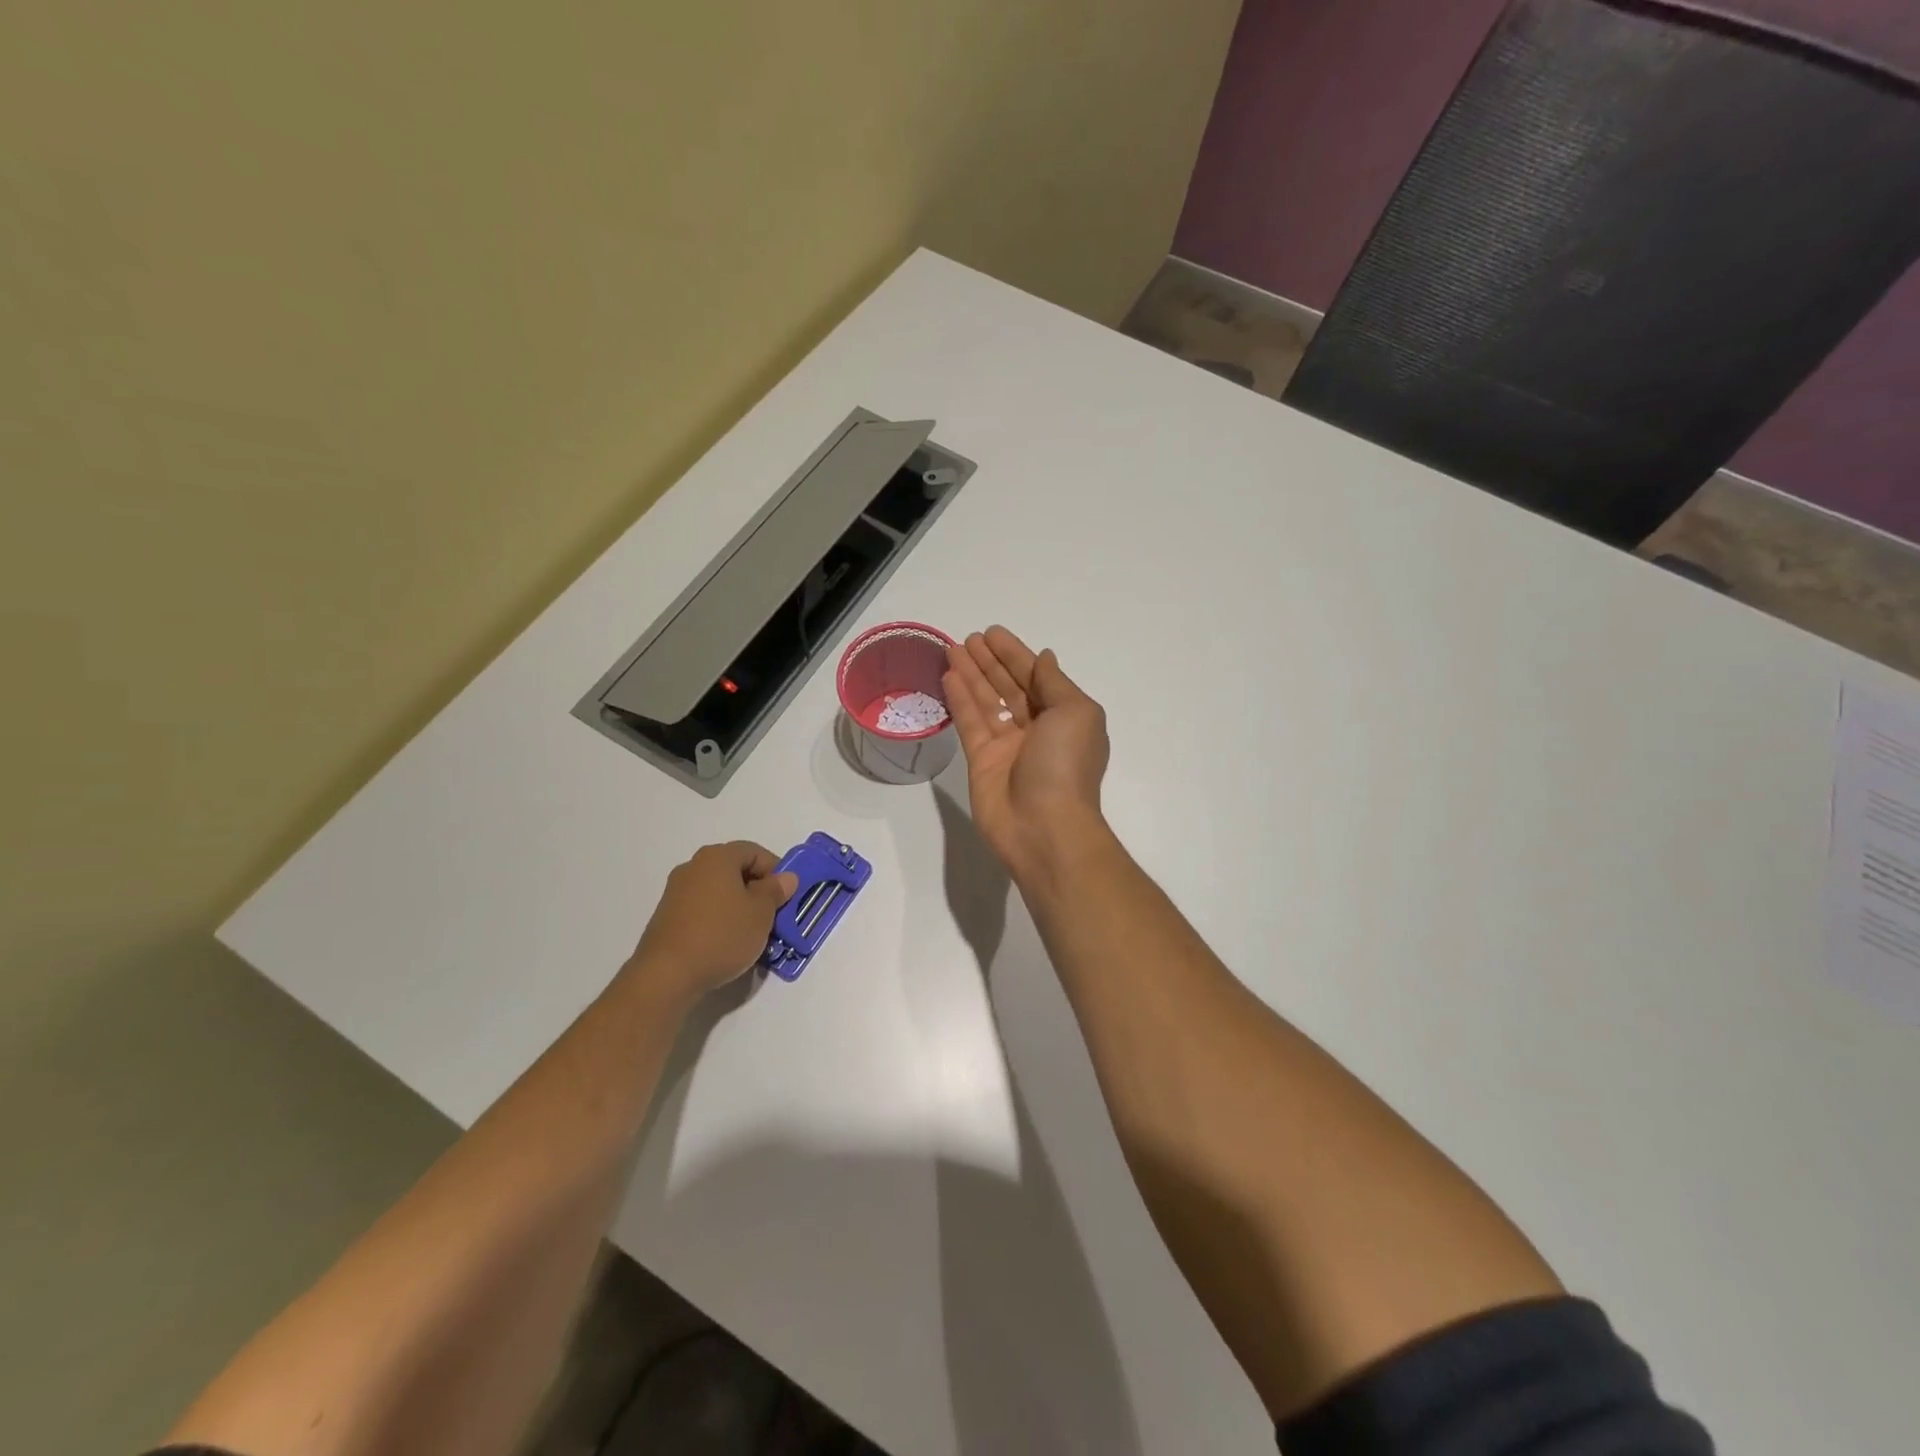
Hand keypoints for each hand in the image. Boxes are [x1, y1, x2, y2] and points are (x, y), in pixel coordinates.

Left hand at [629, 842, 797, 995]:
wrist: (666, 975)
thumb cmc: (721, 935)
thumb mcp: (761, 913)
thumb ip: (776, 891)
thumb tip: (785, 877)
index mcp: (717, 857)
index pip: (755, 852)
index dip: (776, 871)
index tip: (786, 897)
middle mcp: (694, 867)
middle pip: (735, 870)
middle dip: (758, 891)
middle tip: (773, 916)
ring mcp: (676, 892)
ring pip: (719, 892)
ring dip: (739, 907)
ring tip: (752, 934)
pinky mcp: (667, 917)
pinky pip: (703, 909)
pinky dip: (719, 920)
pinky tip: (727, 943)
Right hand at [944, 626, 1110, 880]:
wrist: (1044, 828)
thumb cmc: (1065, 765)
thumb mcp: (1074, 713)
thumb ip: (1054, 683)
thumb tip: (1044, 658)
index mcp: (1064, 716)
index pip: (1036, 676)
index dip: (1015, 654)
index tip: (993, 633)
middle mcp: (1036, 729)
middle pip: (1010, 687)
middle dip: (990, 662)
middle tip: (969, 638)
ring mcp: (1008, 746)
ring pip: (987, 702)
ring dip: (971, 675)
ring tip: (953, 649)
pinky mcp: (981, 762)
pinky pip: (970, 723)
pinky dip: (960, 700)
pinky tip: (948, 676)